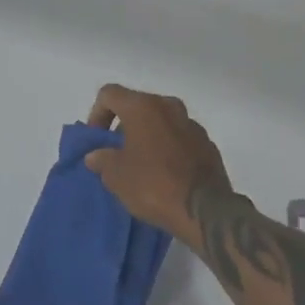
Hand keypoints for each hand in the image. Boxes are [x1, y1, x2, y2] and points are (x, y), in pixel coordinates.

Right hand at [84, 85, 234, 251]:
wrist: (205, 210)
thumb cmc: (153, 185)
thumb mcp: (115, 176)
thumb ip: (102, 159)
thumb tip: (96, 155)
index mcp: (143, 107)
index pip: (109, 94)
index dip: (96, 113)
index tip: (97, 140)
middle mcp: (169, 107)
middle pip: (138, 105)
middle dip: (124, 126)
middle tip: (117, 152)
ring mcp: (192, 124)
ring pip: (161, 121)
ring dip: (148, 136)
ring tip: (142, 165)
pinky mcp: (208, 144)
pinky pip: (180, 138)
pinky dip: (169, 149)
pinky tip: (165, 174)